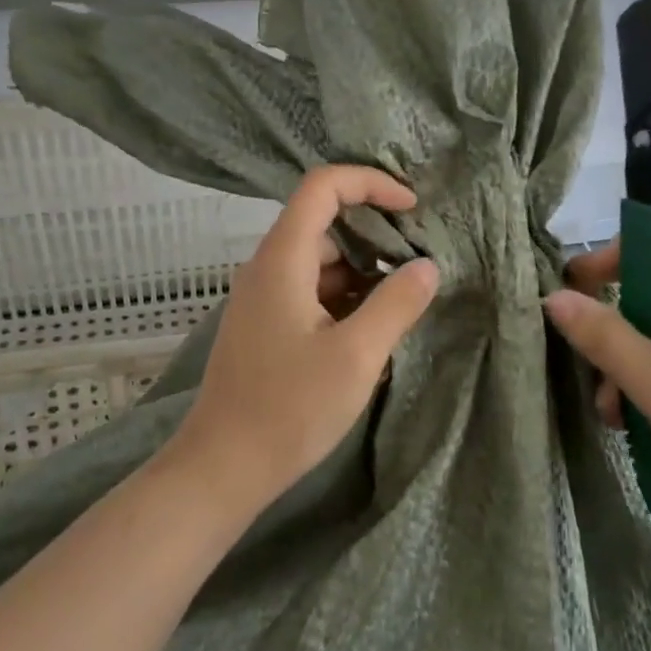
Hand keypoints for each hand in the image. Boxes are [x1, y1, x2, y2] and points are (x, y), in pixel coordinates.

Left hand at [171, 166, 439, 509]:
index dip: (370, 184)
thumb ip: (396, 304)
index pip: (323, 187)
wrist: (223, 467)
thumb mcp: (356, 356)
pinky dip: (344, 298)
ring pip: (319, 263)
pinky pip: (309, 292)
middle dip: (375, 233)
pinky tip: (372, 329)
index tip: (412, 208)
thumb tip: (427, 267)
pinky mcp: (264, 326)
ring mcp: (262, 298)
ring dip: (363, 272)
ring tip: (405, 299)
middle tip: (419, 261)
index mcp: (283, 259)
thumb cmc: (289, 408)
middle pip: (323, 223)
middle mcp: (267, 268)